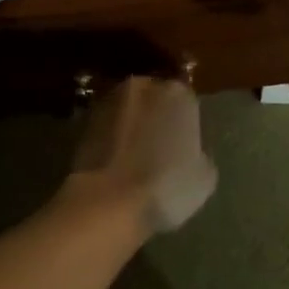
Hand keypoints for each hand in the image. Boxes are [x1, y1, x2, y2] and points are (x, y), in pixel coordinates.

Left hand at [69, 76, 217, 233]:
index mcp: (178, 93)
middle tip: (158, 148)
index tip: (183, 145)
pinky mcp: (84, 121)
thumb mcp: (204, 177)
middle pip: (154, 98)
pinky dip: (111, 138)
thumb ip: (200, 154)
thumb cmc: (167, 185)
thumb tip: (192, 154)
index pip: (186, 101)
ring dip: (131, 125)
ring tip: (134, 157)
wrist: (108, 202)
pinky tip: (115, 163)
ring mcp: (110, 101)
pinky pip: (107, 126)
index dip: (185, 124)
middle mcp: (144, 86)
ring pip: (128, 110)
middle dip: (156, 117)